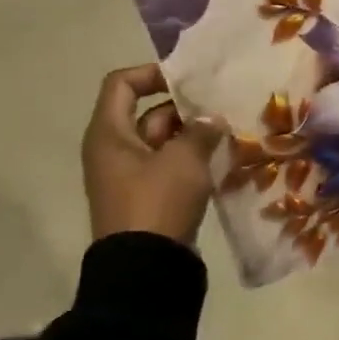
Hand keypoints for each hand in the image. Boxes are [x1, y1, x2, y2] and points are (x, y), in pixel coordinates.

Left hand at [81, 63, 225, 246]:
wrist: (146, 265)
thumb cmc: (157, 201)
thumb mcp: (184, 158)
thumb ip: (200, 130)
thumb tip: (211, 119)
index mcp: (109, 134)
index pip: (122, 84)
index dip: (153, 74)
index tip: (189, 80)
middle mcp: (114, 149)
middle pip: (148, 112)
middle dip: (185, 109)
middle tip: (222, 108)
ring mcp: (130, 175)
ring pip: (163, 140)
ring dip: (193, 134)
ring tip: (229, 132)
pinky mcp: (147, 195)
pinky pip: (169, 165)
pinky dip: (192, 158)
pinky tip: (221, 157)